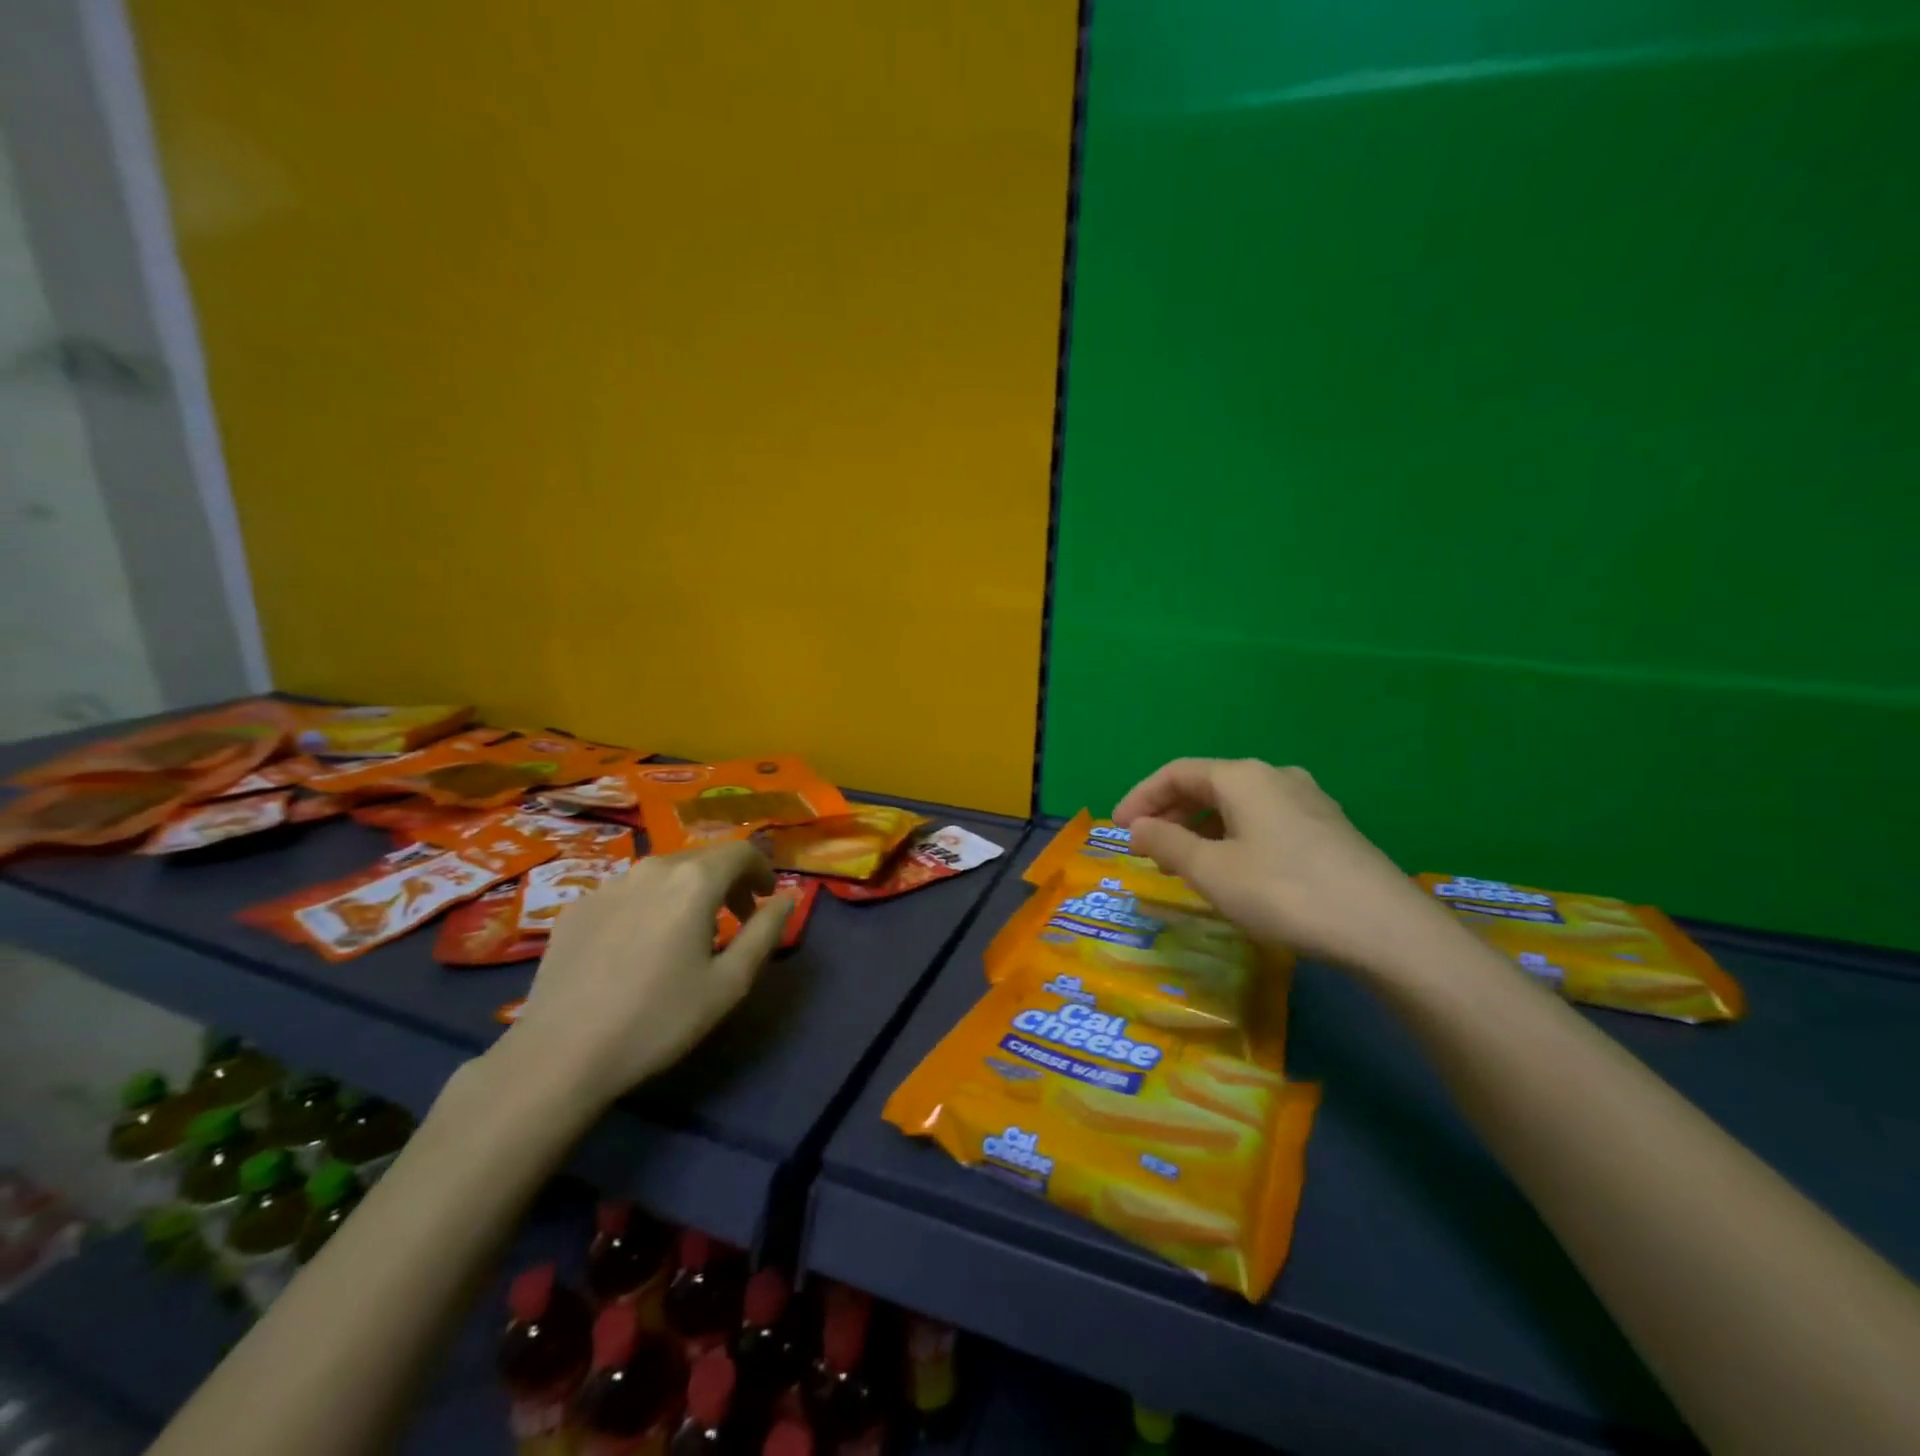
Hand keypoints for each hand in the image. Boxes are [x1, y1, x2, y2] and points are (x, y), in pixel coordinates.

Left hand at [498, 843, 791, 1110]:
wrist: (560, 1055)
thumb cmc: (658, 1019)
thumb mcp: (729, 983)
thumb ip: (765, 932)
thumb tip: (786, 898)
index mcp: (694, 881)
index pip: (740, 852)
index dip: (761, 869)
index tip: (766, 898)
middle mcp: (651, 868)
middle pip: (701, 859)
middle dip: (727, 882)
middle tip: (736, 920)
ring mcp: (608, 885)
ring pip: (662, 874)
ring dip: (687, 893)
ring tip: (687, 936)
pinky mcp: (576, 907)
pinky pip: (627, 893)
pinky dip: (648, 906)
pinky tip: (638, 949)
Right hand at [1114, 759, 1438, 968]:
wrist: (1385, 929)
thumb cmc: (1284, 892)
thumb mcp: (1211, 870)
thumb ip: (1166, 843)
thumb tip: (1136, 827)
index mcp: (1243, 776)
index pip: (1176, 772)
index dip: (1141, 797)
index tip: (1118, 829)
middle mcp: (1275, 777)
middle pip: (1207, 785)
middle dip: (1169, 813)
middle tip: (1145, 848)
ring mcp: (1308, 801)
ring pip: (1237, 806)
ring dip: (1200, 828)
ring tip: (1182, 863)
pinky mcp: (1329, 830)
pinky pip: (1263, 822)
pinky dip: (1232, 838)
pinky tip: (1231, 870)